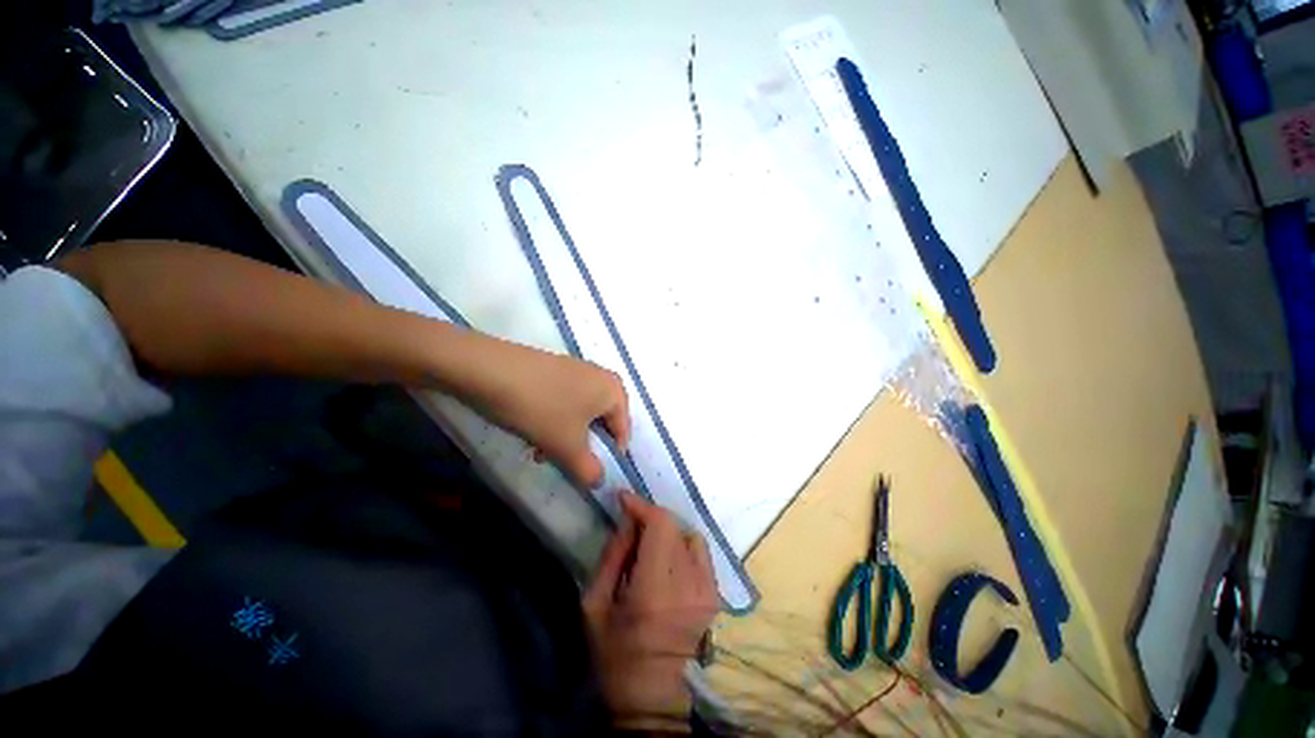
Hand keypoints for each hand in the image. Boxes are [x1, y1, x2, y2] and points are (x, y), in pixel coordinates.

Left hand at [465, 338, 629, 486]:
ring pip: (579, 414)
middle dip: (582, 446)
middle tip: (563, 460)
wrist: (491, 369)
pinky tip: (532, 430)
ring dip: (565, 436)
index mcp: (614, 391)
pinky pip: (564, 400)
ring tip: (540, 450)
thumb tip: (599, 481)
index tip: (590, 472)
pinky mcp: (555, 368)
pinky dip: (554, 419)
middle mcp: (601, 376)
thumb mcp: (568, 447)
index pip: (623, 431)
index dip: (610, 456)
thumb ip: (589, 470)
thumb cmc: (542, 408)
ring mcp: (577, 370)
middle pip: (600, 422)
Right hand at [582, 493, 718, 727]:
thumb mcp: (595, 605)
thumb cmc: (614, 652)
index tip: (624, 499)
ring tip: (648, 547)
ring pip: (687, 534)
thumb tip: (628, 519)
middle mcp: (688, 587)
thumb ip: (613, 555)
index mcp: (654, 593)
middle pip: (673, 526)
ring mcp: (706, 590)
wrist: (651, 693)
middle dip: (649, 519)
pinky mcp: (714, 593)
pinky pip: (700, 549)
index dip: (641, 506)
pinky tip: (667, 559)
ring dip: (665, 532)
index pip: (659, 526)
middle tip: (630, 528)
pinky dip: (682, 544)